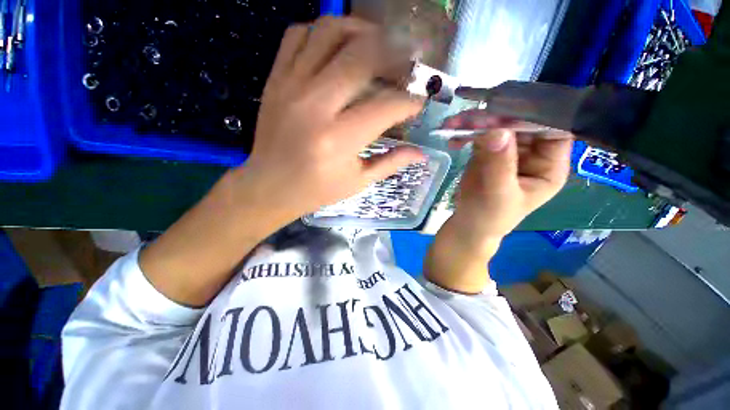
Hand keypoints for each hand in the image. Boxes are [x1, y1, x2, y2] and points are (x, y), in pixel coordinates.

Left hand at [140, 17, 423, 306]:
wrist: (264, 188)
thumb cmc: (313, 195)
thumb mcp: (357, 185)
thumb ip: (389, 164)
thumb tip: (420, 153)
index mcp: (338, 140)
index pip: (387, 106)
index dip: (410, 100)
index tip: (422, 100)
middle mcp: (316, 106)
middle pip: (360, 58)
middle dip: (391, 55)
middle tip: (408, 59)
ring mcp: (290, 86)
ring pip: (327, 36)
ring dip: (358, 33)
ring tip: (379, 41)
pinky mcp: (274, 79)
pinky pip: (297, 38)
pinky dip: (321, 30)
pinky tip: (337, 41)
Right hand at [444, 110, 573, 241]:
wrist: (467, 225)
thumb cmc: (490, 217)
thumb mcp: (498, 195)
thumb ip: (499, 164)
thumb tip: (496, 130)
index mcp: (549, 165)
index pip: (553, 129)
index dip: (536, 115)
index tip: (508, 108)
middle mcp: (533, 153)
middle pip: (523, 122)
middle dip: (498, 116)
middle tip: (472, 116)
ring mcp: (509, 150)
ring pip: (498, 124)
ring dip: (476, 121)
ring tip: (453, 124)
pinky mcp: (488, 150)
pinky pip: (480, 133)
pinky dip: (465, 132)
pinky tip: (453, 139)